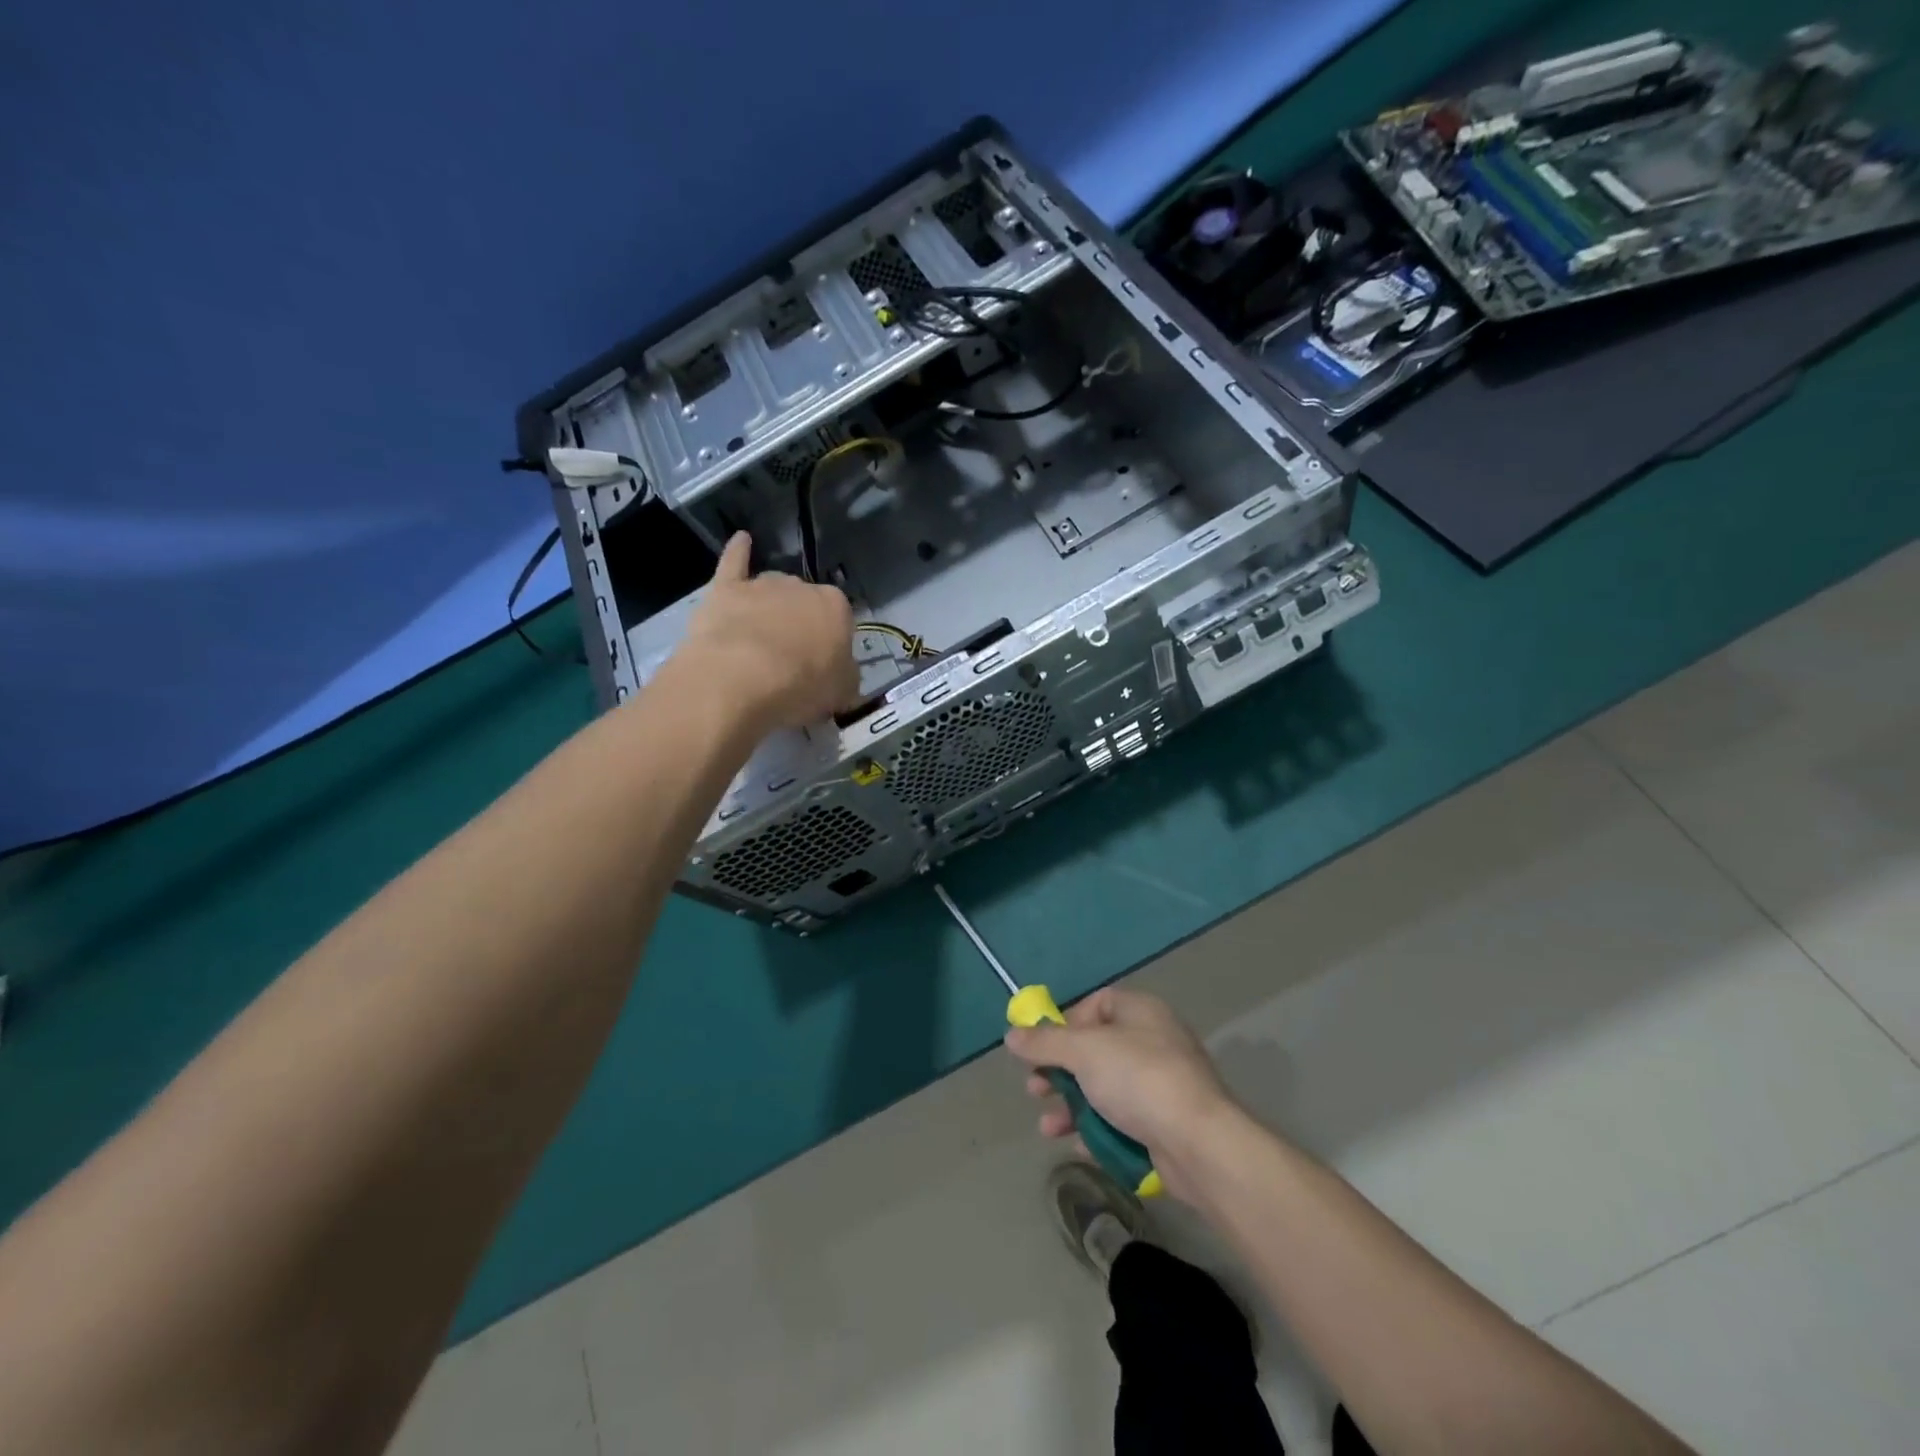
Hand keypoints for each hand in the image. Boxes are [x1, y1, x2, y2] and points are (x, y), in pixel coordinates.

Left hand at [673, 534, 860, 732]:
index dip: (831, 644)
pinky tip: (742, 540)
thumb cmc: (800, 688)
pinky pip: (736, 561)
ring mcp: (763, 585)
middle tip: (791, 659)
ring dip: (772, 607)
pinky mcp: (726, 588)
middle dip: (801, 625)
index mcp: (837, 608)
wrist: (739, 680)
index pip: (840, 620)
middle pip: (805, 603)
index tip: (822, 665)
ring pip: (773, 590)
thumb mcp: (841, 693)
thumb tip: (843, 674)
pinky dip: (739, 551)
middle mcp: (803, 587)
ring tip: (762, 639)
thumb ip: (846, 677)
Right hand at [1006, 987, 1237, 1197]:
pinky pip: (1122, 1121)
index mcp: (1141, 1012)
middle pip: (1096, 1050)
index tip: (1043, 1048)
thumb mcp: (1083, 1052)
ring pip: (1105, 1089)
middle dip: (1061, 1071)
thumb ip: (1044, 1042)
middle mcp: (1153, 1042)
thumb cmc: (1139, 1080)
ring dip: (1072, 1106)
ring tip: (1048, 1128)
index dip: (1066, 1023)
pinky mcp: (1165, 1124)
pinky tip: (1077, 1146)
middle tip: (1035, 1090)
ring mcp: (1162, 1085)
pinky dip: (1097, 1130)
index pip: (1097, 1004)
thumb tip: (1012, 1035)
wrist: (1200, 1144)